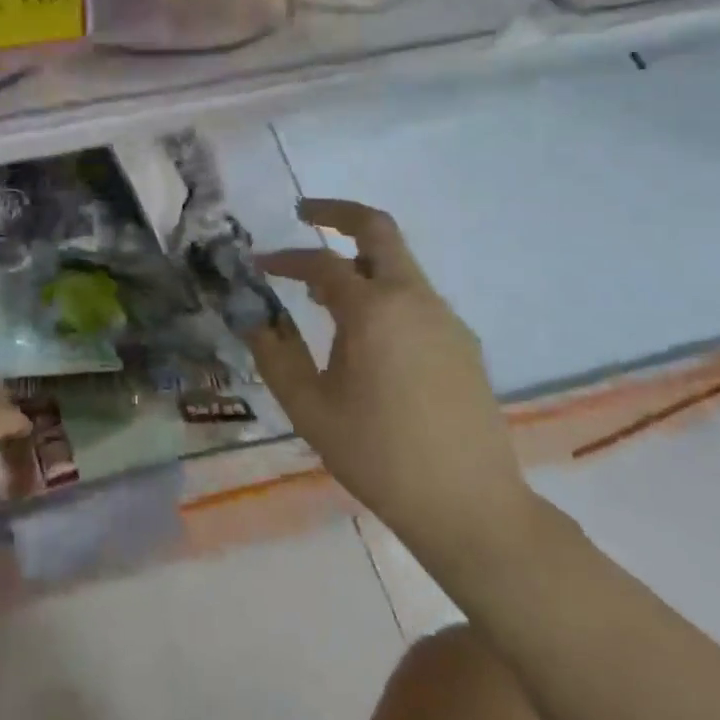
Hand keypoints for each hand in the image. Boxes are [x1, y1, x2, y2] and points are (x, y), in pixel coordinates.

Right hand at [249, 200, 533, 569]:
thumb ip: (273, 353)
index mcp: (373, 310)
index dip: (284, 259)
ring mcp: (444, 318)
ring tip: (321, 294)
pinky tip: (363, 334)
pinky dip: (382, 290)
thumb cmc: (378, 455)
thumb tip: (248, 315)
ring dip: (358, 259)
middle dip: (338, 213)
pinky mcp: (461, 342)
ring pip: (399, 263)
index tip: (258, 267)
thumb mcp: (309, 407)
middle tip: (304, 214)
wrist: (470, 506)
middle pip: (378, 229)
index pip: (320, 263)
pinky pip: (415, 296)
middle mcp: (413, 299)